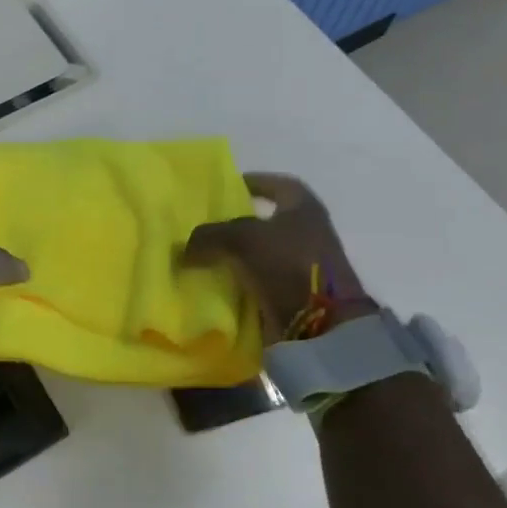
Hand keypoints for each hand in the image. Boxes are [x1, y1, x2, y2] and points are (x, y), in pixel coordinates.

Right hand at [180, 172, 377, 342]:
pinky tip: (217, 285)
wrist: (322, 324)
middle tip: (205, 226)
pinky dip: (241, 283)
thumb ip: (208, 236)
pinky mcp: (295, 294)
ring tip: (203, 257)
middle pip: (266, 221)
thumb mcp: (240, 238)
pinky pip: (261, 282)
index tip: (226, 189)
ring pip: (260, 254)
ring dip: (236, 256)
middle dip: (236, 223)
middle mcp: (308, 231)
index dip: (252, 183)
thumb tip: (184, 249)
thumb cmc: (287, 263)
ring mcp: (303, 265)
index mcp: (303, 206)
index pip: (276, 184)